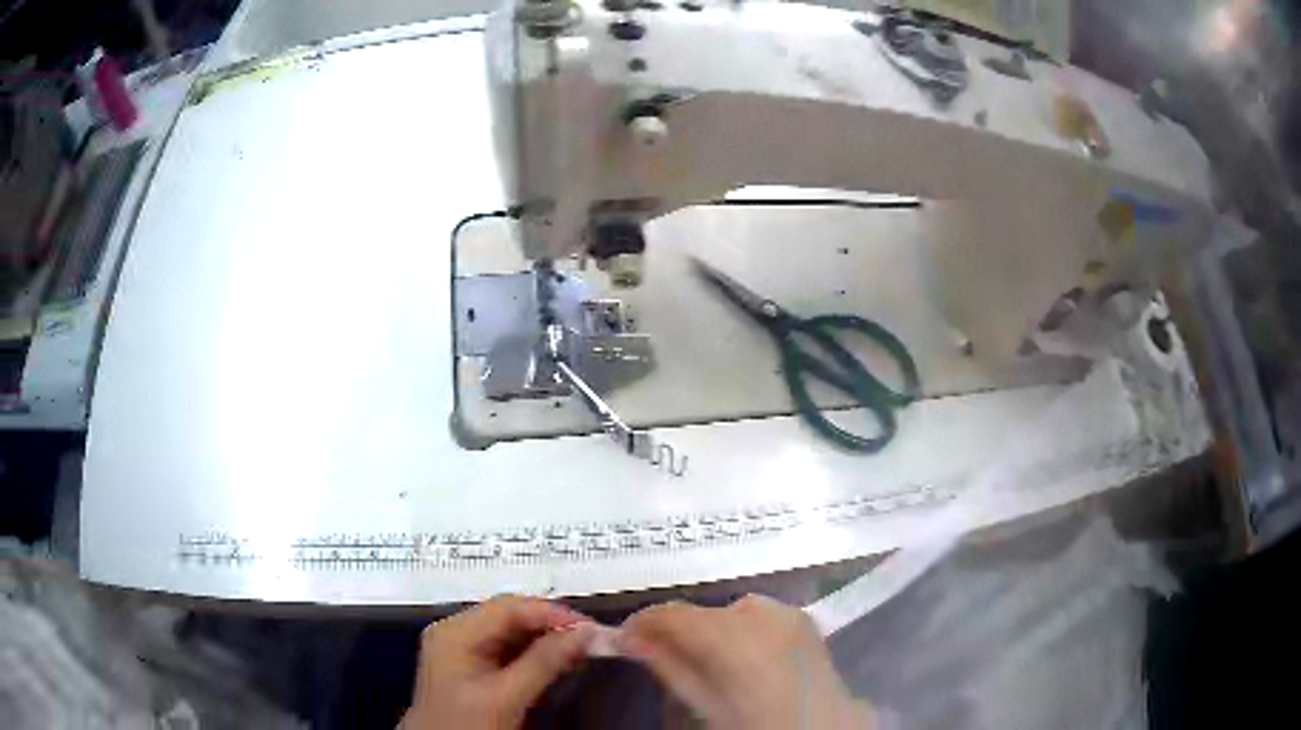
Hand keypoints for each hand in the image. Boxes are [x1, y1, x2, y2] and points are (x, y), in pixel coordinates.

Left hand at [403, 595, 595, 729]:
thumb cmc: (465, 725)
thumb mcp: (507, 696)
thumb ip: (544, 662)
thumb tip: (584, 634)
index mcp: (454, 632)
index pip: (509, 607)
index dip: (552, 613)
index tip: (590, 627)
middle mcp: (455, 632)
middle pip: (510, 616)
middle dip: (552, 625)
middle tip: (591, 638)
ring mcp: (461, 649)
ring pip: (512, 632)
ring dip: (547, 640)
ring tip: (581, 648)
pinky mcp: (471, 666)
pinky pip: (508, 649)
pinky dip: (536, 654)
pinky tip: (559, 661)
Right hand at [617, 595, 872, 729]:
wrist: (824, 729)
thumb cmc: (759, 725)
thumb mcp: (707, 706)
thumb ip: (669, 668)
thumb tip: (630, 640)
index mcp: (736, 637)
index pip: (674, 614)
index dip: (643, 623)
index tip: (625, 638)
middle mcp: (763, 613)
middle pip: (702, 612)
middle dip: (678, 630)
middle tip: (660, 655)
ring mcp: (789, 612)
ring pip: (729, 611)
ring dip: (709, 629)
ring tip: (703, 661)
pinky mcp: (804, 619)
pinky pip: (757, 615)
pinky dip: (738, 630)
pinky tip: (738, 657)